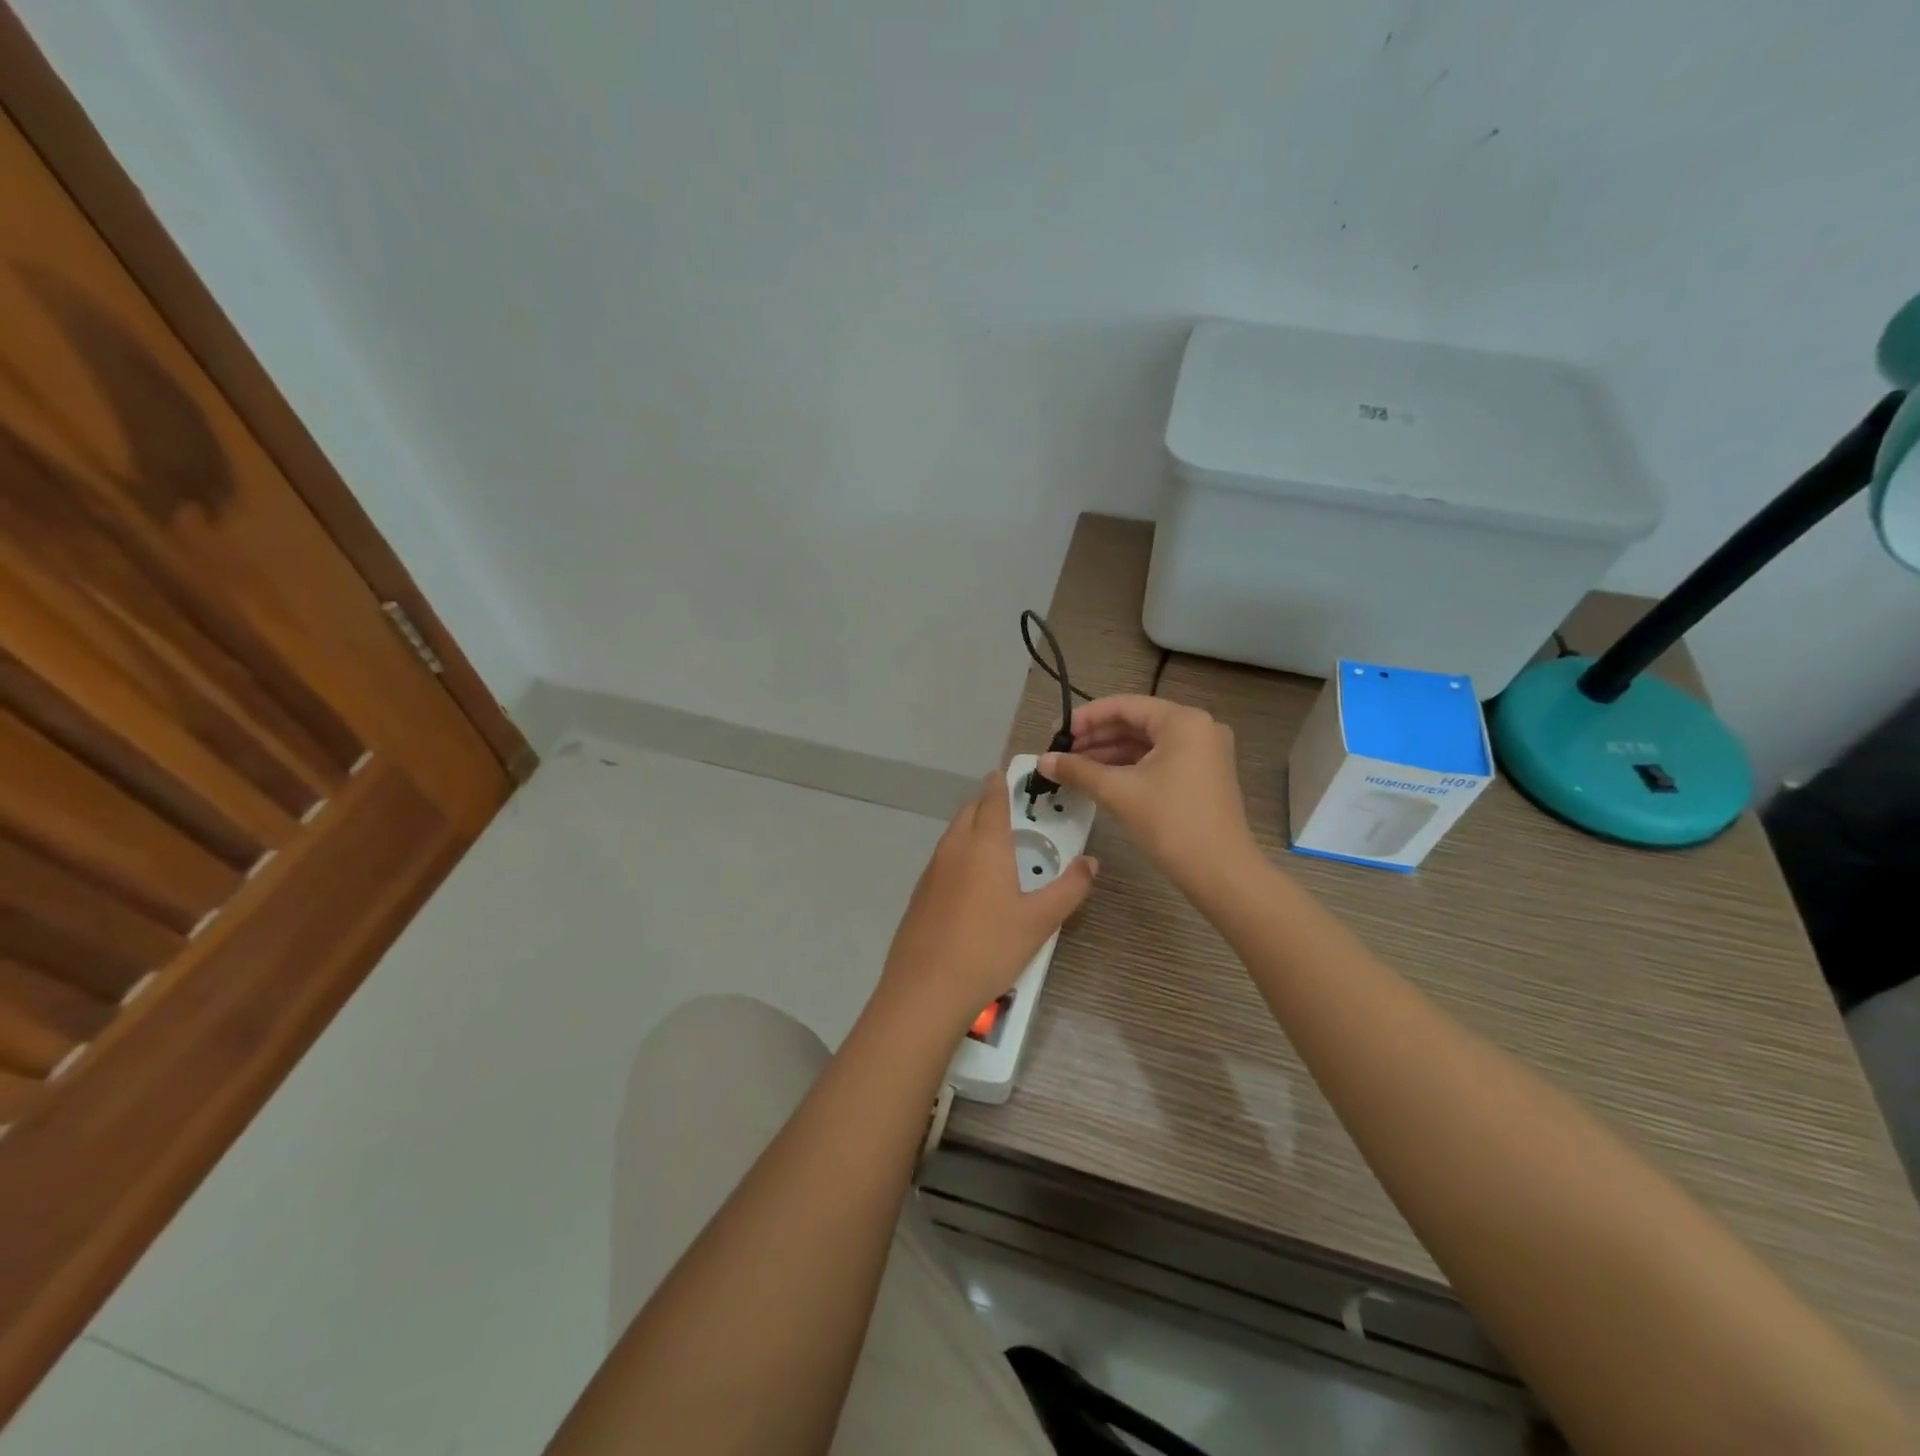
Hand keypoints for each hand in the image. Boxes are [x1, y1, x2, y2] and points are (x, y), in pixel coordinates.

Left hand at [877, 772, 1097, 1033]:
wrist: (926, 988)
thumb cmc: (990, 948)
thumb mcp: (1040, 921)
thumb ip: (1069, 888)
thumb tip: (1090, 863)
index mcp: (985, 845)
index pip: (992, 800)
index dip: (1000, 784)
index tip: (1005, 773)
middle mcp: (954, 848)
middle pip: (968, 812)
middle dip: (986, 804)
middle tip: (1008, 810)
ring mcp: (932, 871)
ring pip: (953, 836)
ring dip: (971, 829)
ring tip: (994, 845)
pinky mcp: (919, 895)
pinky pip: (942, 860)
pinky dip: (958, 856)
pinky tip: (971, 883)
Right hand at [1040, 695, 1255, 891]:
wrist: (1221, 873)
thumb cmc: (1171, 823)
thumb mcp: (1119, 792)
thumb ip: (1078, 771)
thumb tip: (1042, 760)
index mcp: (1183, 721)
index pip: (1124, 706)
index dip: (1086, 718)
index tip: (1055, 733)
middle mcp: (1198, 728)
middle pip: (1136, 723)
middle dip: (1096, 738)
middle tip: (1060, 753)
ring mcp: (1204, 752)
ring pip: (1146, 744)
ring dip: (1109, 754)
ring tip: (1073, 768)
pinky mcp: (1202, 775)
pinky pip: (1159, 760)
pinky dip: (1129, 767)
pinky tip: (1100, 779)